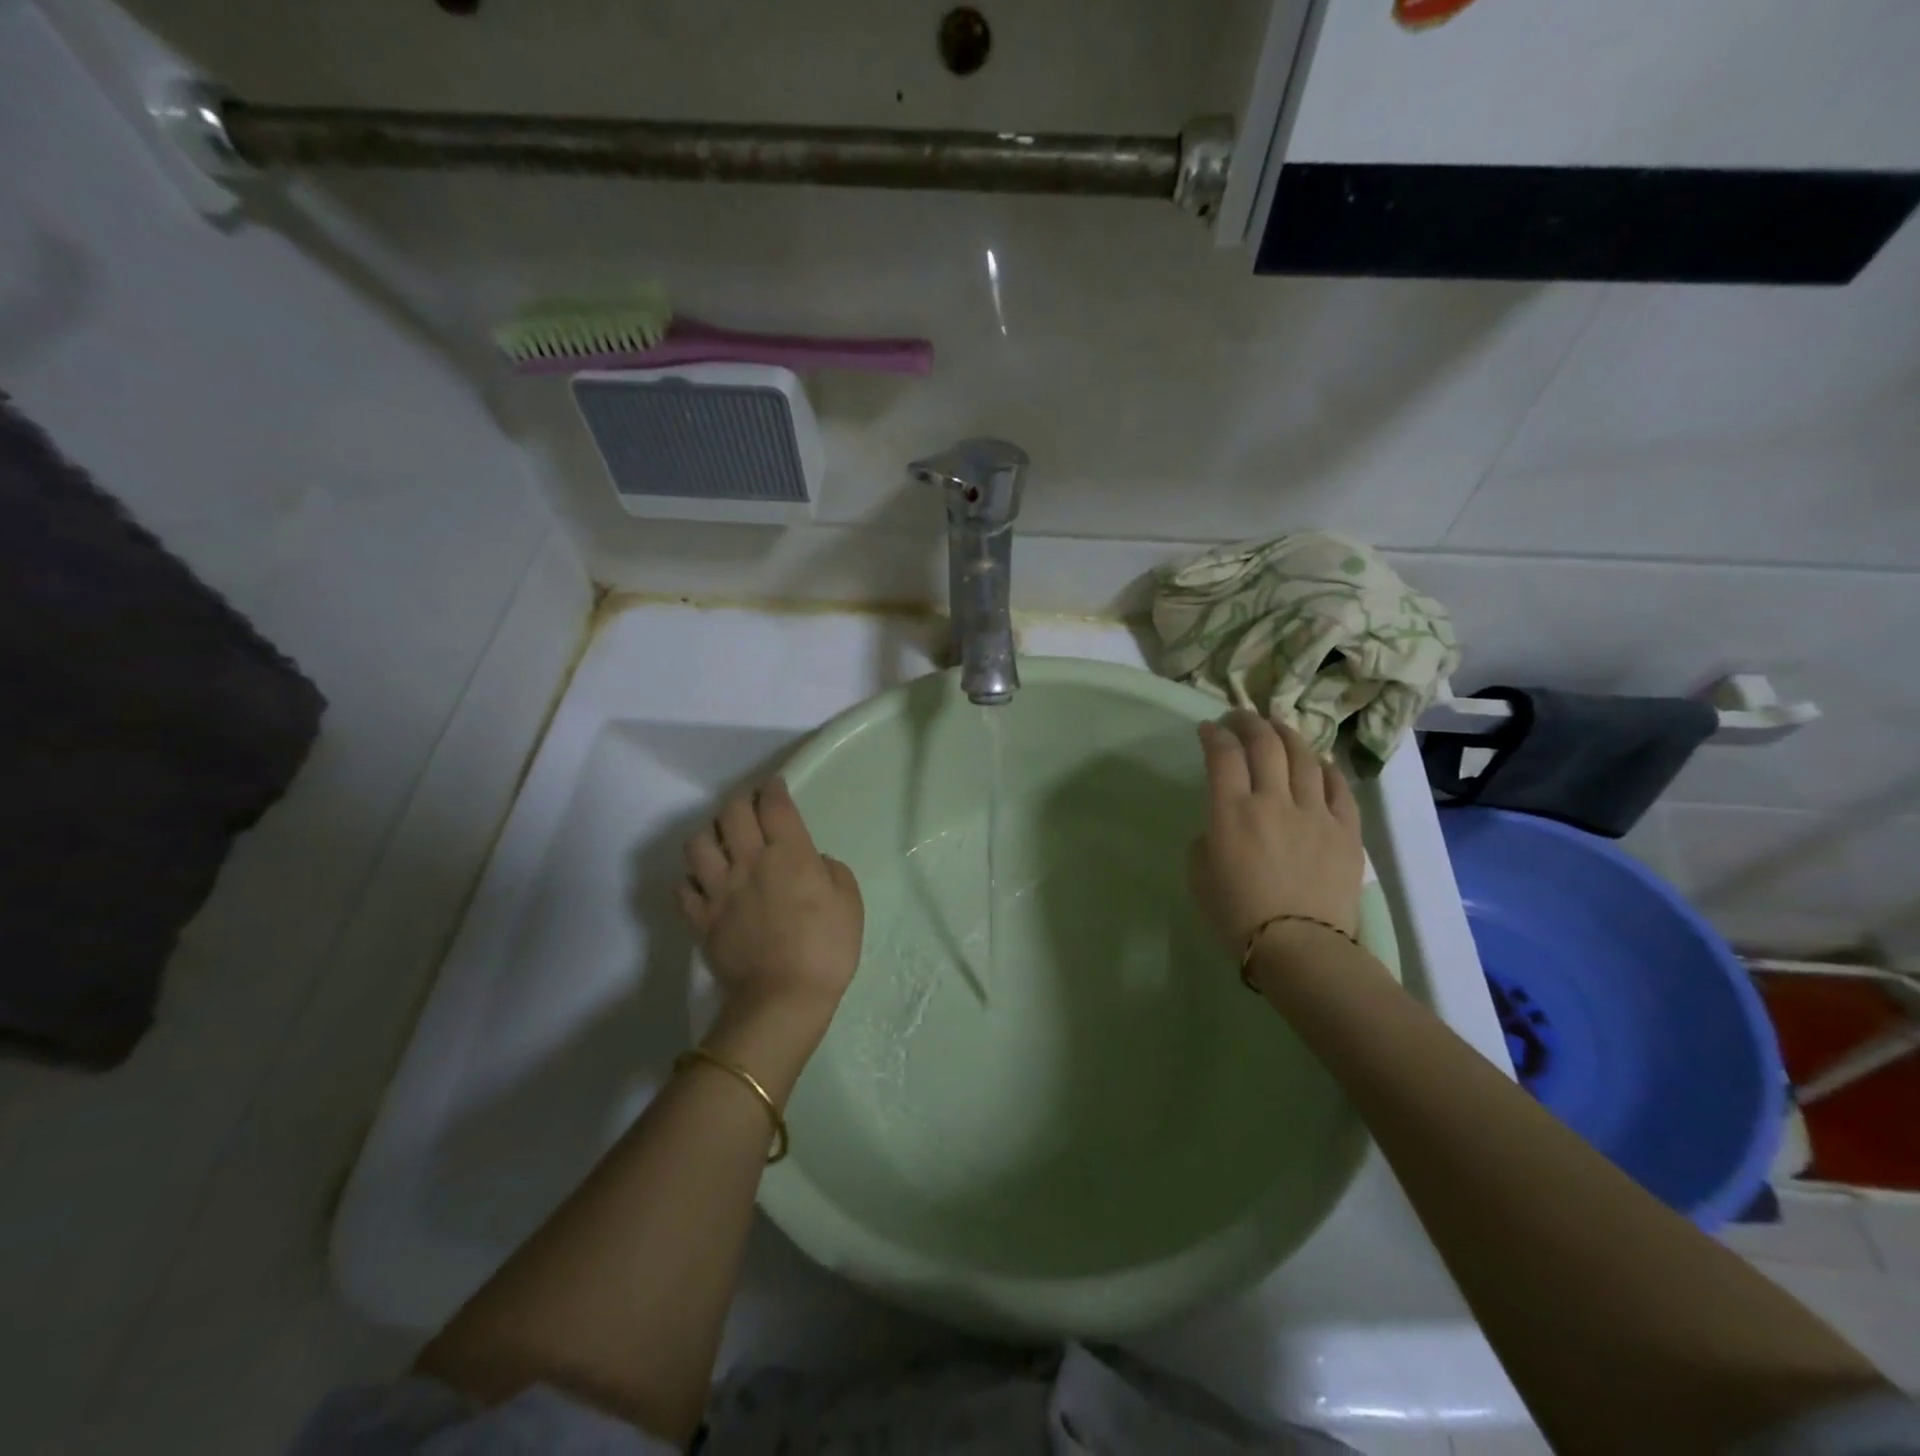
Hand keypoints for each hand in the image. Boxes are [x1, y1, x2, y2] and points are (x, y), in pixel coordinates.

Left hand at [679, 778, 864, 1040]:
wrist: (783, 997)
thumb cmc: (827, 948)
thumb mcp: (850, 902)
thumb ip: (832, 872)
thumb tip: (813, 863)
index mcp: (789, 854)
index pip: (775, 806)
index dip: (774, 789)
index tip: (775, 787)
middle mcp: (749, 862)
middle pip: (732, 814)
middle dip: (741, 802)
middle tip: (750, 807)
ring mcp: (719, 890)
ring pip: (698, 844)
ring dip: (709, 834)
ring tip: (721, 841)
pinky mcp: (702, 918)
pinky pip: (684, 888)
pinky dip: (691, 880)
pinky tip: (704, 882)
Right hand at [1189, 710, 1364, 953]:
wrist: (1299, 948)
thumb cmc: (1237, 916)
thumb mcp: (1199, 876)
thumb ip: (1206, 840)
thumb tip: (1220, 829)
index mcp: (1232, 812)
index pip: (1223, 756)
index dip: (1214, 735)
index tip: (1208, 729)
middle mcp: (1274, 801)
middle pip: (1265, 745)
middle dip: (1249, 723)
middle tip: (1240, 718)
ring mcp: (1315, 813)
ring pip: (1303, 757)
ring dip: (1287, 736)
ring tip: (1278, 729)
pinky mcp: (1346, 831)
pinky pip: (1338, 788)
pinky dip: (1324, 769)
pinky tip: (1317, 764)